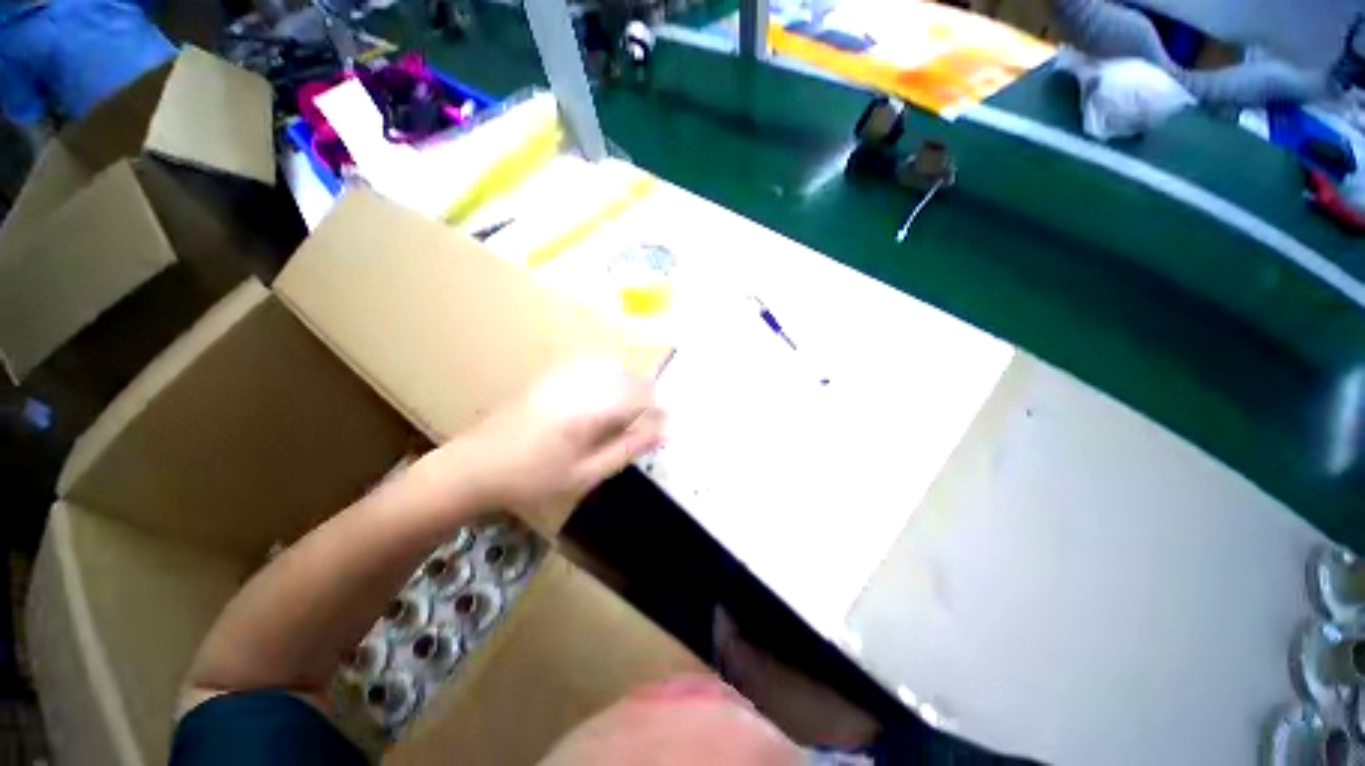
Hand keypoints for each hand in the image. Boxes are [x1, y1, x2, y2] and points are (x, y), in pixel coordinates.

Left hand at [439, 359, 663, 527]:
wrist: (474, 466)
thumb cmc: (531, 478)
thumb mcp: (584, 473)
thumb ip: (626, 449)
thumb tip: (662, 432)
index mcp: (589, 410)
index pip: (639, 397)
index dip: (659, 409)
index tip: (667, 423)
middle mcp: (579, 385)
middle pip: (628, 377)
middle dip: (647, 395)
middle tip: (651, 418)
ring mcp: (562, 376)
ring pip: (612, 367)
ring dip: (629, 383)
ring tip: (632, 407)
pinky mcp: (550, 375)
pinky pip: (591, 364)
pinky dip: (608, 375)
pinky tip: (606, 393)